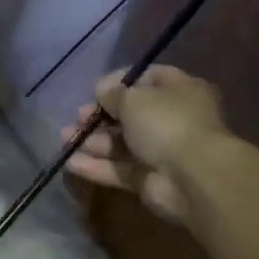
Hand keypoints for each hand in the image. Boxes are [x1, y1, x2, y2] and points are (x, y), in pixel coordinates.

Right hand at [63, 65, 228, 223]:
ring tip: (65, 139)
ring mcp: (163, 152)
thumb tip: (102, 90)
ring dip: (93, 141)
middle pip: (131, 114)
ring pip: (122, 143)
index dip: (120, 82)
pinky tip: (70, 162)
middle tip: (78, 117)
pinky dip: (97, 166)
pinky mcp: (150, 180)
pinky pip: (119, 169)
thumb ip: (113, 93)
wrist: (194, 177)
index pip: (148, 79)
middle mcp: (173, 119)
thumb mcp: (134, 98)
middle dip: (101, 115)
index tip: (96, 89)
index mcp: (180, 91)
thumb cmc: (166, 123)